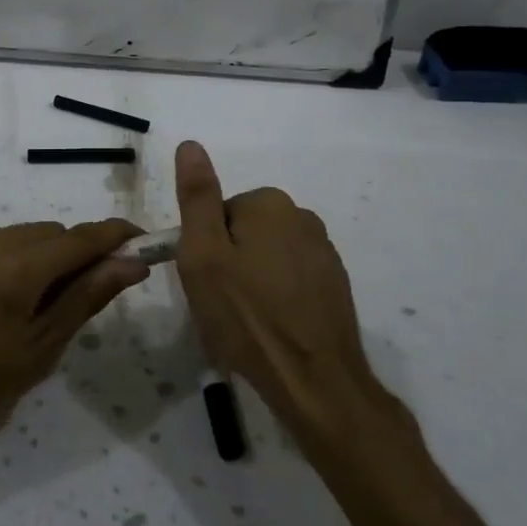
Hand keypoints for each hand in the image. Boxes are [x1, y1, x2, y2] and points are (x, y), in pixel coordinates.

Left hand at [0, 219, 148, 466]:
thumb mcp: (37, 354)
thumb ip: (84, 299)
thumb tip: (130, 263)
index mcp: (15, 269)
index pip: (80, 237)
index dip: (115, 236)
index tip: (140, 243)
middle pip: (47, 233)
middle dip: (71, 255)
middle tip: (74, 299)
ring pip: (14, 236)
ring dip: (34, 258)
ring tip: (23, 309)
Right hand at [173, 140, 398, 444]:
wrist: (314, 381)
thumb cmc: (246, 315)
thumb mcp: (203, 254)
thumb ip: (197, 197)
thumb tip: (190, 144)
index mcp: (269, 204)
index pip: (218, 213)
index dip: (204, 248)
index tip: (205, 282)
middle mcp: (302, 217)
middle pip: (244, 232)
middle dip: (229, 263)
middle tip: (222, 304)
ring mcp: (324, 252)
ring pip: (267, 256)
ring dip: (253, 281)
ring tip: (247, 322)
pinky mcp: (335, 284)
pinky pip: (292, 279)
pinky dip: (278, 297)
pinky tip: (273, 329)